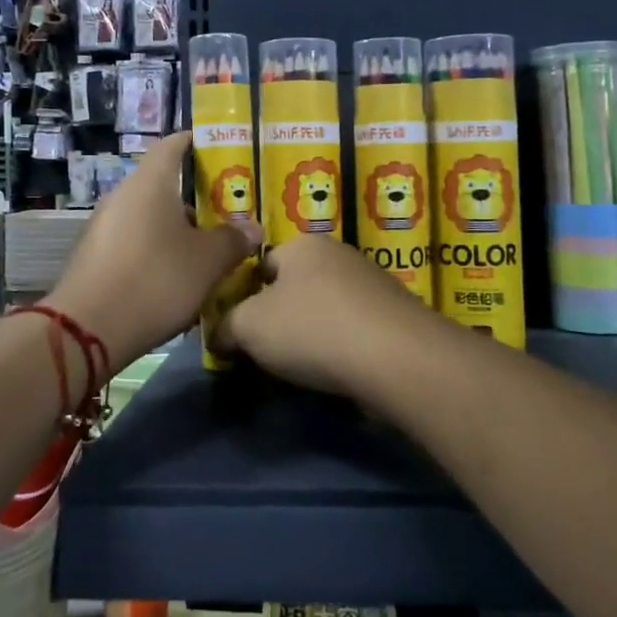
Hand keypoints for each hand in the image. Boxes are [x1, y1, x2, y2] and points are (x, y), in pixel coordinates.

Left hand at [47, 131, 260, 370]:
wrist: (87, 329)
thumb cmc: (156, 280)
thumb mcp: (207, 262)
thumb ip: (232, 240)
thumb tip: (251, 228)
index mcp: (150, 183)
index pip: (173, 144)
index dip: (197, 144)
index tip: (222, 153)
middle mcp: (122, 195)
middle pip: (163, 185)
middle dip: (195, 200)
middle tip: (226, 217)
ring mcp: (103, 226)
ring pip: (149, 218)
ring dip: (176, 231)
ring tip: (206, 255)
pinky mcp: (94, 257)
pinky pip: (133, 243)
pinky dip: (155, 252)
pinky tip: (174, 281)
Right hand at [218, 233, 443, 398]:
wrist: (397, 358)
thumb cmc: (313, 329)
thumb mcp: (249, 327)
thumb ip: (225, 327)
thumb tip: (218, 336)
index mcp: (302, 244)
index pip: (260, 265)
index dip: (244, 298)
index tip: (240, 332)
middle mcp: (339, 254)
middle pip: (294, 287)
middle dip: (279, 318)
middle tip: (267, 354)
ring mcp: (372, 282)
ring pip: (325, 309)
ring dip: (311, 335)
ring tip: (303, 369)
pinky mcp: (396, 314)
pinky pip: (354, 329)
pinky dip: (342, 347)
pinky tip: (338, 371)